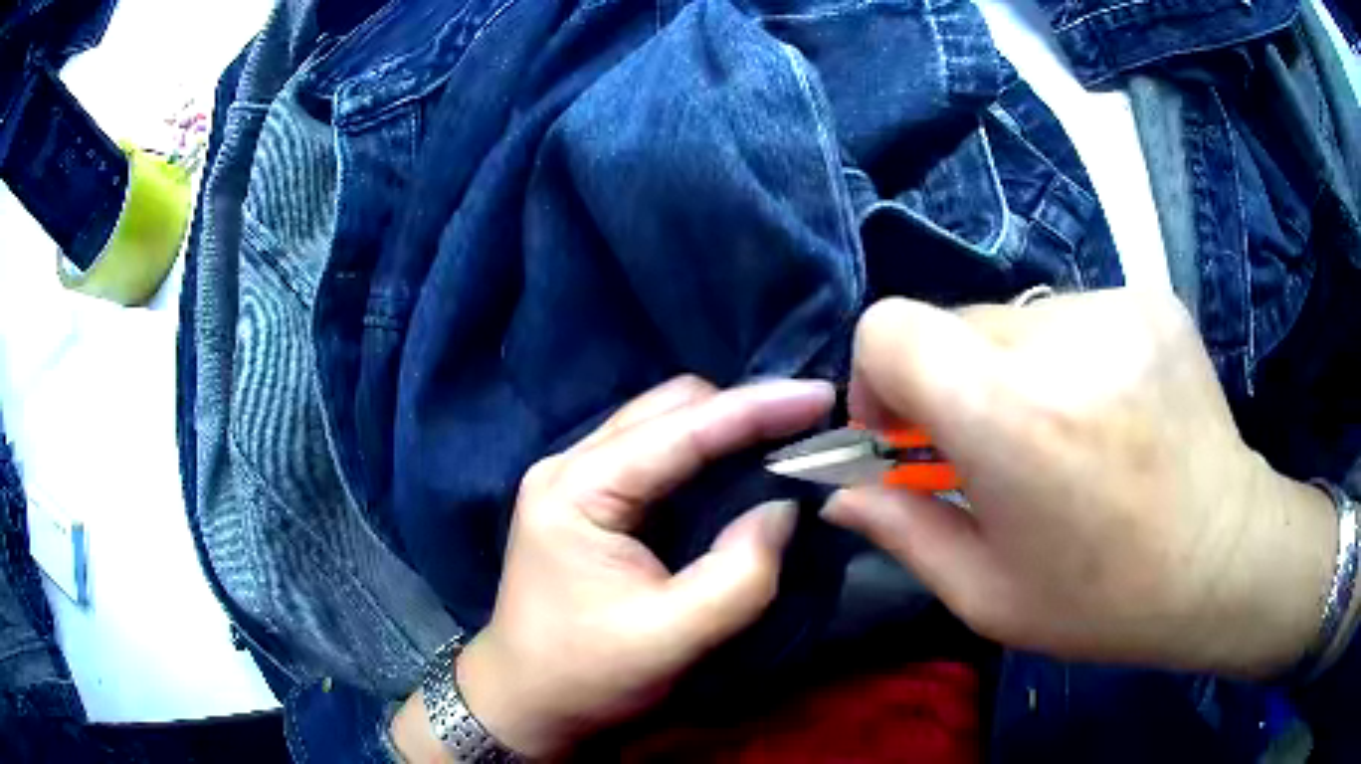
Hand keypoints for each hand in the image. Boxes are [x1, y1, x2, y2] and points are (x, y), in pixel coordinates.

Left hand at [393, 377, 833, 760]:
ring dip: (725, 430)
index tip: (820, 398)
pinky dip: (704, 455)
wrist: (524, 701)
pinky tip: (738, 471)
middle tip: (806, 429)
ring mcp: (574, 477)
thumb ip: (740, 573)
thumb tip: (783, 508)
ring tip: (785, 442)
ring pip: (663, 423)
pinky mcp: (588, 499)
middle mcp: (570, 465)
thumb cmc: (587, 676)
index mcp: (578, 490)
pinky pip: (656, 454)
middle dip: (742, 411)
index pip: (680, 428)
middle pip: (668, 408)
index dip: (756, 407)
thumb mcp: (673, 637)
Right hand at [822, 290, 1335, 677]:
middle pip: (953, 321)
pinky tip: (1106, 413)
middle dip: (950, 383)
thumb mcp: (988, 594)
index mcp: (1011, 418)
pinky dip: (1067, 359)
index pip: (891, 328)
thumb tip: (841, 493)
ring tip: (1061, 436)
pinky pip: (1073, 315)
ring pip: (1015, 319)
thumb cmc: (1104, 599)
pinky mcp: (1152, 300)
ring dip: (1013, 372)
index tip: (905, 431)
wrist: (1225, 560)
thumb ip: (904, 531)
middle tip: (991, 451)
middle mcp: (1063, 340)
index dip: (877, 373)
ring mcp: (1117, 307)